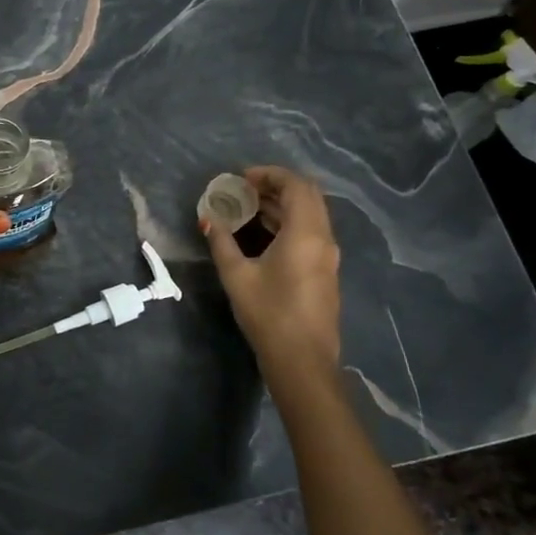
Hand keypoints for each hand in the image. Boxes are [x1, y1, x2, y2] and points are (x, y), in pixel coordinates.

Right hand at [203, 166, 341, 370]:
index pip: (296, 186)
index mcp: (306, 233)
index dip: (269, 174)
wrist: (303, 360)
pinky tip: (262, 235)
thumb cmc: (268, 313)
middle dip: (276, 186)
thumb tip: (207, 219)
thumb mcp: (236, 276)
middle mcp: (324, 239)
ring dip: (282, 206)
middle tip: (244, 190)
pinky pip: (310, 233)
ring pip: (310, 215)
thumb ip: (221, 242)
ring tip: (247, 209)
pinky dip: (288, 223)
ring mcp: (328, 256)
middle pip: (307, 196)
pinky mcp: (325, 271)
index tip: (241, 178)